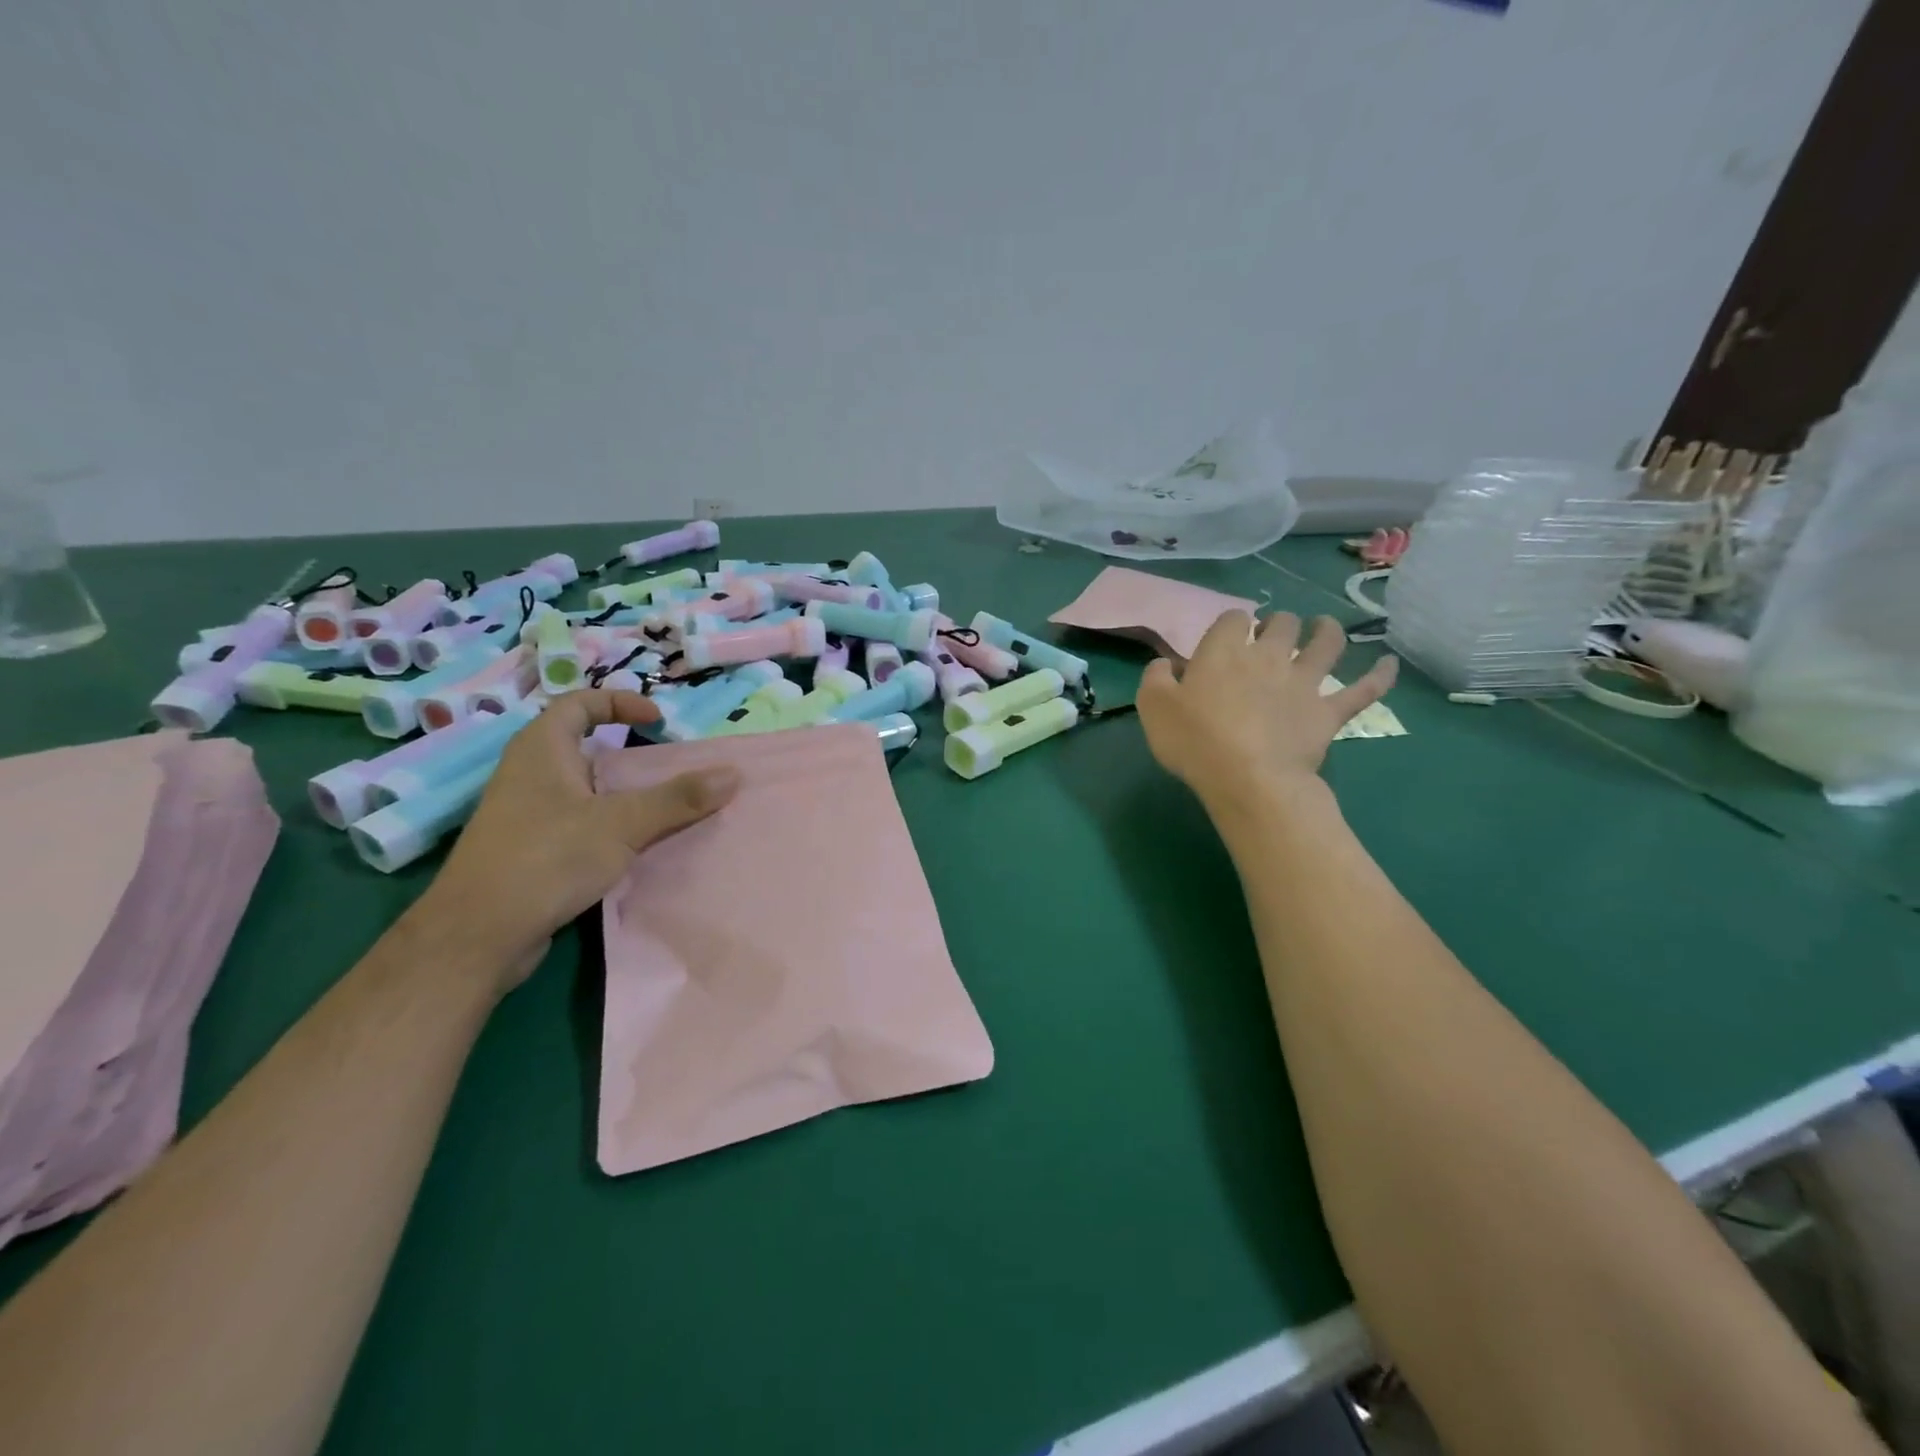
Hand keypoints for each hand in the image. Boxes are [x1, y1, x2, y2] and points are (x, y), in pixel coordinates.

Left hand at [420, 690, 738, 988]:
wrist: (478, 935)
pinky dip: (608, 824)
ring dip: (622, 793)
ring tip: (662, 807)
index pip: (579, 703)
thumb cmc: (547, 858)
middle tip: (669, 767)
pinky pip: (578, 822)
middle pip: (584, 747)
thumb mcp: (621, 823)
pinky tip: (634, 847)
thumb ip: (678, 798)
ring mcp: (526, 814)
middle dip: (629, 753)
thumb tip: (733, 774)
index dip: (620, 702)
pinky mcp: (529, 850)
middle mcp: (529, 773)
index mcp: (541, 749)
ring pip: (583, 789)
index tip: (658, 720)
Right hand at [1137, 612, 1396, 809]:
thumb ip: (1155, 677)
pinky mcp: (1329, 711)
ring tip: (1323, 627)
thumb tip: (1166, 664)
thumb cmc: (1194, 741)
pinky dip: (1380, 675)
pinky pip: (1364, 689)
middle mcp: (1269, 656)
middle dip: (1278, 623)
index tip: (1225, 640)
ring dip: (1327, 630)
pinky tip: (1389, 664)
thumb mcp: (1153, 707)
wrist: (1248, 778)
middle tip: (1271, 635)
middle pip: (1282, 624)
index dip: (1232, 625)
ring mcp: (1304, 682)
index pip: (1233, 619)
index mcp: (1225, 651)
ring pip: (1326, 643)